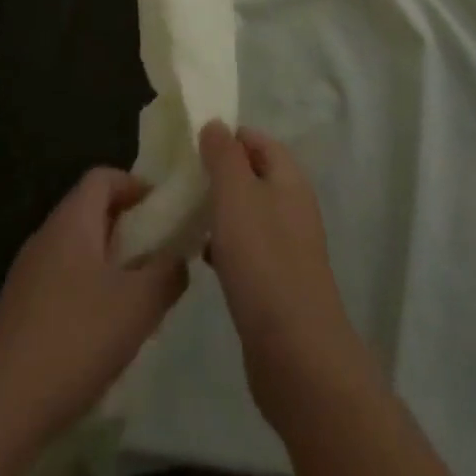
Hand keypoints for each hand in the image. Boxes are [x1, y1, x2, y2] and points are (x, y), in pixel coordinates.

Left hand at [0, 168, 188, 447]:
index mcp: (72, 220)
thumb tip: (180, 258)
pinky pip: (61, 283)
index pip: (103, 176)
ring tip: (136, 298)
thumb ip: (168, 273)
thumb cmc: (74, 340)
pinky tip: (101, 333)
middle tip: (158, 256)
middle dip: (128, 228)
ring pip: (77, 250)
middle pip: (91, 212)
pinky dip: (87, 292)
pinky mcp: (17, 312)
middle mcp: (46, 236)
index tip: (164, 212)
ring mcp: (26, 275)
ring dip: (109, 264)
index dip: (136, 185)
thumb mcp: (138, 305)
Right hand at [198, 122, 376, 425]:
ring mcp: (287, 245)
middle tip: (181, 181)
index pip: (257, 139)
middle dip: (218, 175)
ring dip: (218, 211)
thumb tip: (216, 124)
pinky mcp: (276, 281)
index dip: (226, 137)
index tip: (189, 146)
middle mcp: (292, 205)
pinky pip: (246, 249)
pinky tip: (199, 257)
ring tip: (183, 216)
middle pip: (252, 175)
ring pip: (247, 213)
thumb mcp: (236, 195)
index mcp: (289, 177)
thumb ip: (224, 156)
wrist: (295, 351)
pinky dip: (224, 246)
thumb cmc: (263, 259)